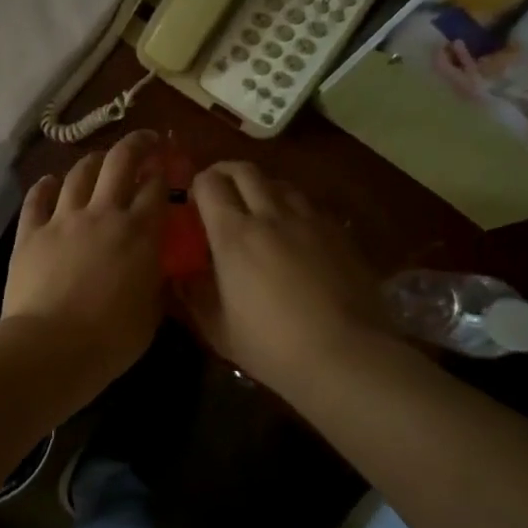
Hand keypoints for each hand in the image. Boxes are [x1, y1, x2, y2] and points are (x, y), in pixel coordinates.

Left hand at [4, 131, 166, 386]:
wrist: (50, 347)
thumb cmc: (110, 339)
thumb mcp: (152, 313)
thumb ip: (157, 282)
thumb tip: (160, 268)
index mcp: (139, 232)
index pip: (156, 187)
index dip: (164, 171)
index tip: (168, 166)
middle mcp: (103, 214)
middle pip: (120, 161)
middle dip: (136, 144)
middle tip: (145, 141)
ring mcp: (62, 219)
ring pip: (79, 173)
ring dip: (93, 161)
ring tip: (100, 161)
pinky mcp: (30, 232)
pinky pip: (37, 198)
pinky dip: (45, 186)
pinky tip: (50, 182)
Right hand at [181, 161, 385, 397]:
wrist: (347, 356)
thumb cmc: (272, 346)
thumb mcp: (219, 329)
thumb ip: (195, 296)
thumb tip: (180, 277)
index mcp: (234, 235)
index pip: (209, 184)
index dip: (198, 184)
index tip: (194, 200)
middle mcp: (270, 216)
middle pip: (245, 171)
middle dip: (226, 172)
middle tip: (220, 189)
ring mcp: (309, 221)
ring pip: (280, 183)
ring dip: (262, 188)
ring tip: (259, 208)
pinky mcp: (339, 233)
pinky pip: (309, 205)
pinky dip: (293, 208)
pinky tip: (295, 232)